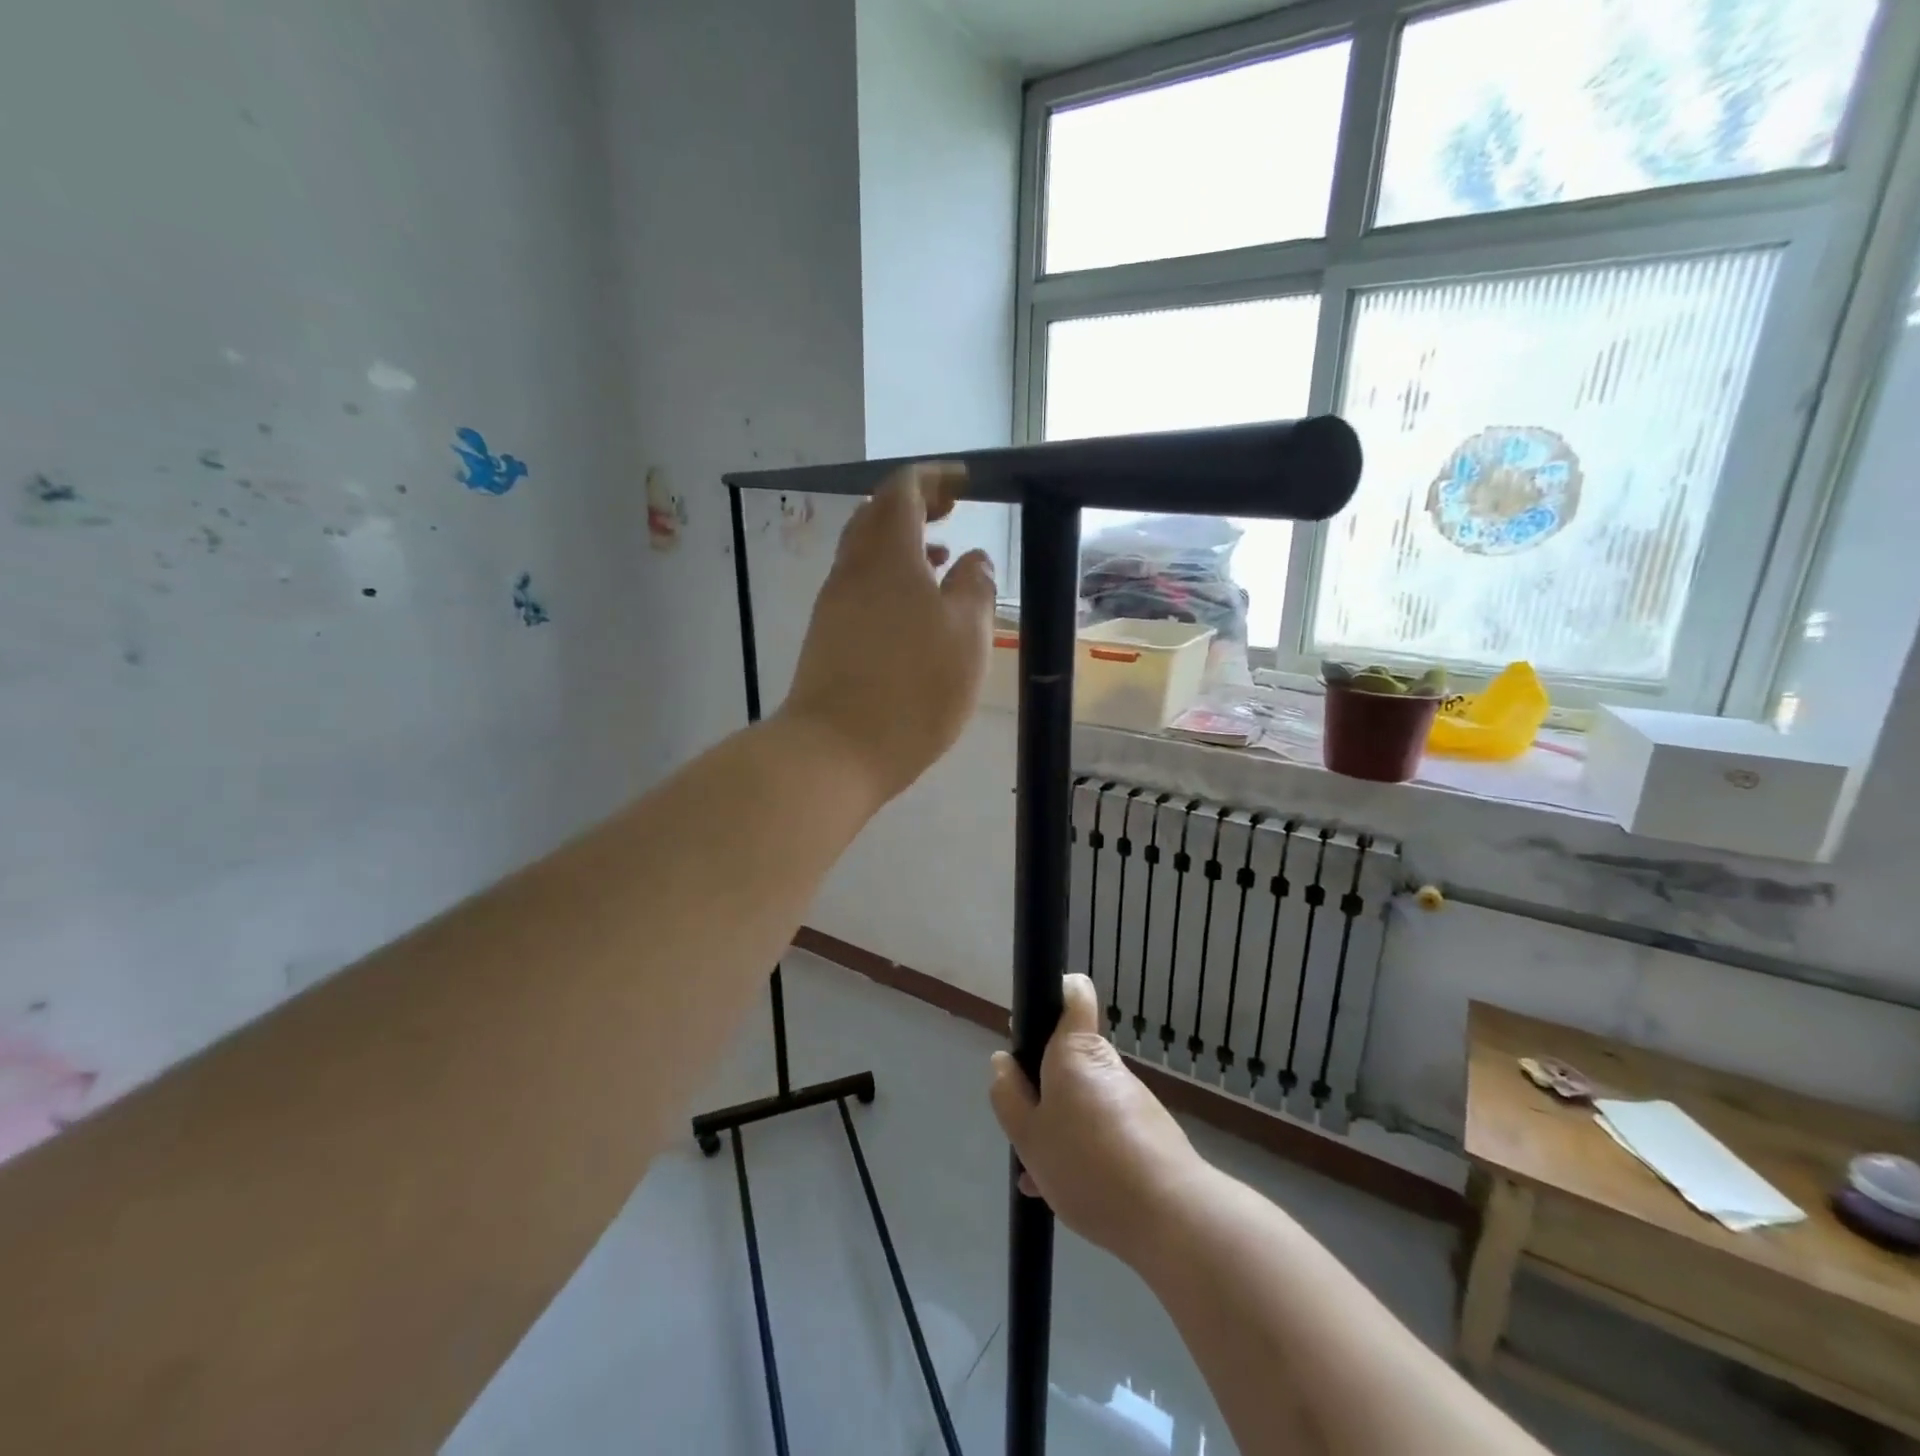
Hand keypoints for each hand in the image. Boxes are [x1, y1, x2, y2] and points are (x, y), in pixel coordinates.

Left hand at [780, 463, 994, 803]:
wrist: (835, 749)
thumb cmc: (912, 688)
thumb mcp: (966, 635)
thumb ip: (976, 587)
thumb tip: (973, 560)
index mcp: (887, 554)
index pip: (903, 489)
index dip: (935, 478)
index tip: (965, 483)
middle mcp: (852, 569)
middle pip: (877, 515)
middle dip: (915, 506)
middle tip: (951, 511)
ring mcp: (833, 604)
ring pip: (867, 553)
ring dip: (903, 546)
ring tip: (942, 561)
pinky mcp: (827, 637)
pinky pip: (860, 587)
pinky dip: (889, 579)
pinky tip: (914, 611)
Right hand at [989, 974, 1201, 1263]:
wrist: (1171, 1217)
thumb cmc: (1088, 1164)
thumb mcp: (1029, 1137)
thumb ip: (1009, 1097)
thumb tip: (1002, 1062)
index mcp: (1074, 1051)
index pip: (1073, 993)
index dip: (1053, 995)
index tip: (1031, 1027)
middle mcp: (1106, 1063)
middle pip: (1070, 1057)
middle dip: (1044, 1086)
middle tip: (1025, 1128)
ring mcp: (1131, 1097)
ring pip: (1084, 1097)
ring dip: (1063, 1124)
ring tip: (1042, 1175)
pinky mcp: (1149, 1130)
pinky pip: (1105, 1127)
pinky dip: (1086, 1148)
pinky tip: (1068, 1191)